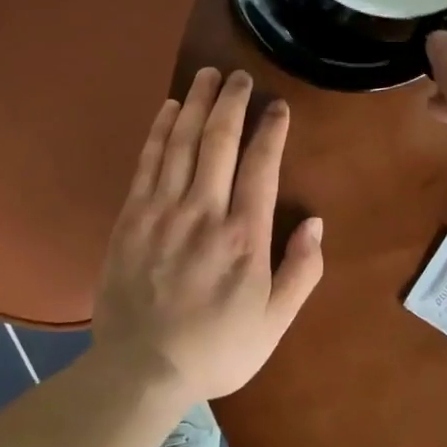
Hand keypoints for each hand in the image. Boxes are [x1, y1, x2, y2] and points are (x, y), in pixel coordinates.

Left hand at [90, 67, 323, 402]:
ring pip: (180, 143)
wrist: (141, 371)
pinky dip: (159, 131)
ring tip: (205, 76)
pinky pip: (147, 162)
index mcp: (244, 237)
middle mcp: (203, 213)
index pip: (260, 166)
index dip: (270, 130)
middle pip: (218, 141)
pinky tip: (168, 109)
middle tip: (238, 75)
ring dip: (195, 104)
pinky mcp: (131, 217)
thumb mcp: (274, 323)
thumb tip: (315, 223)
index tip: (276, 106)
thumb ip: (301, 271)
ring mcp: (162, 211)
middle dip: (230, 102)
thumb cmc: (216, 350)